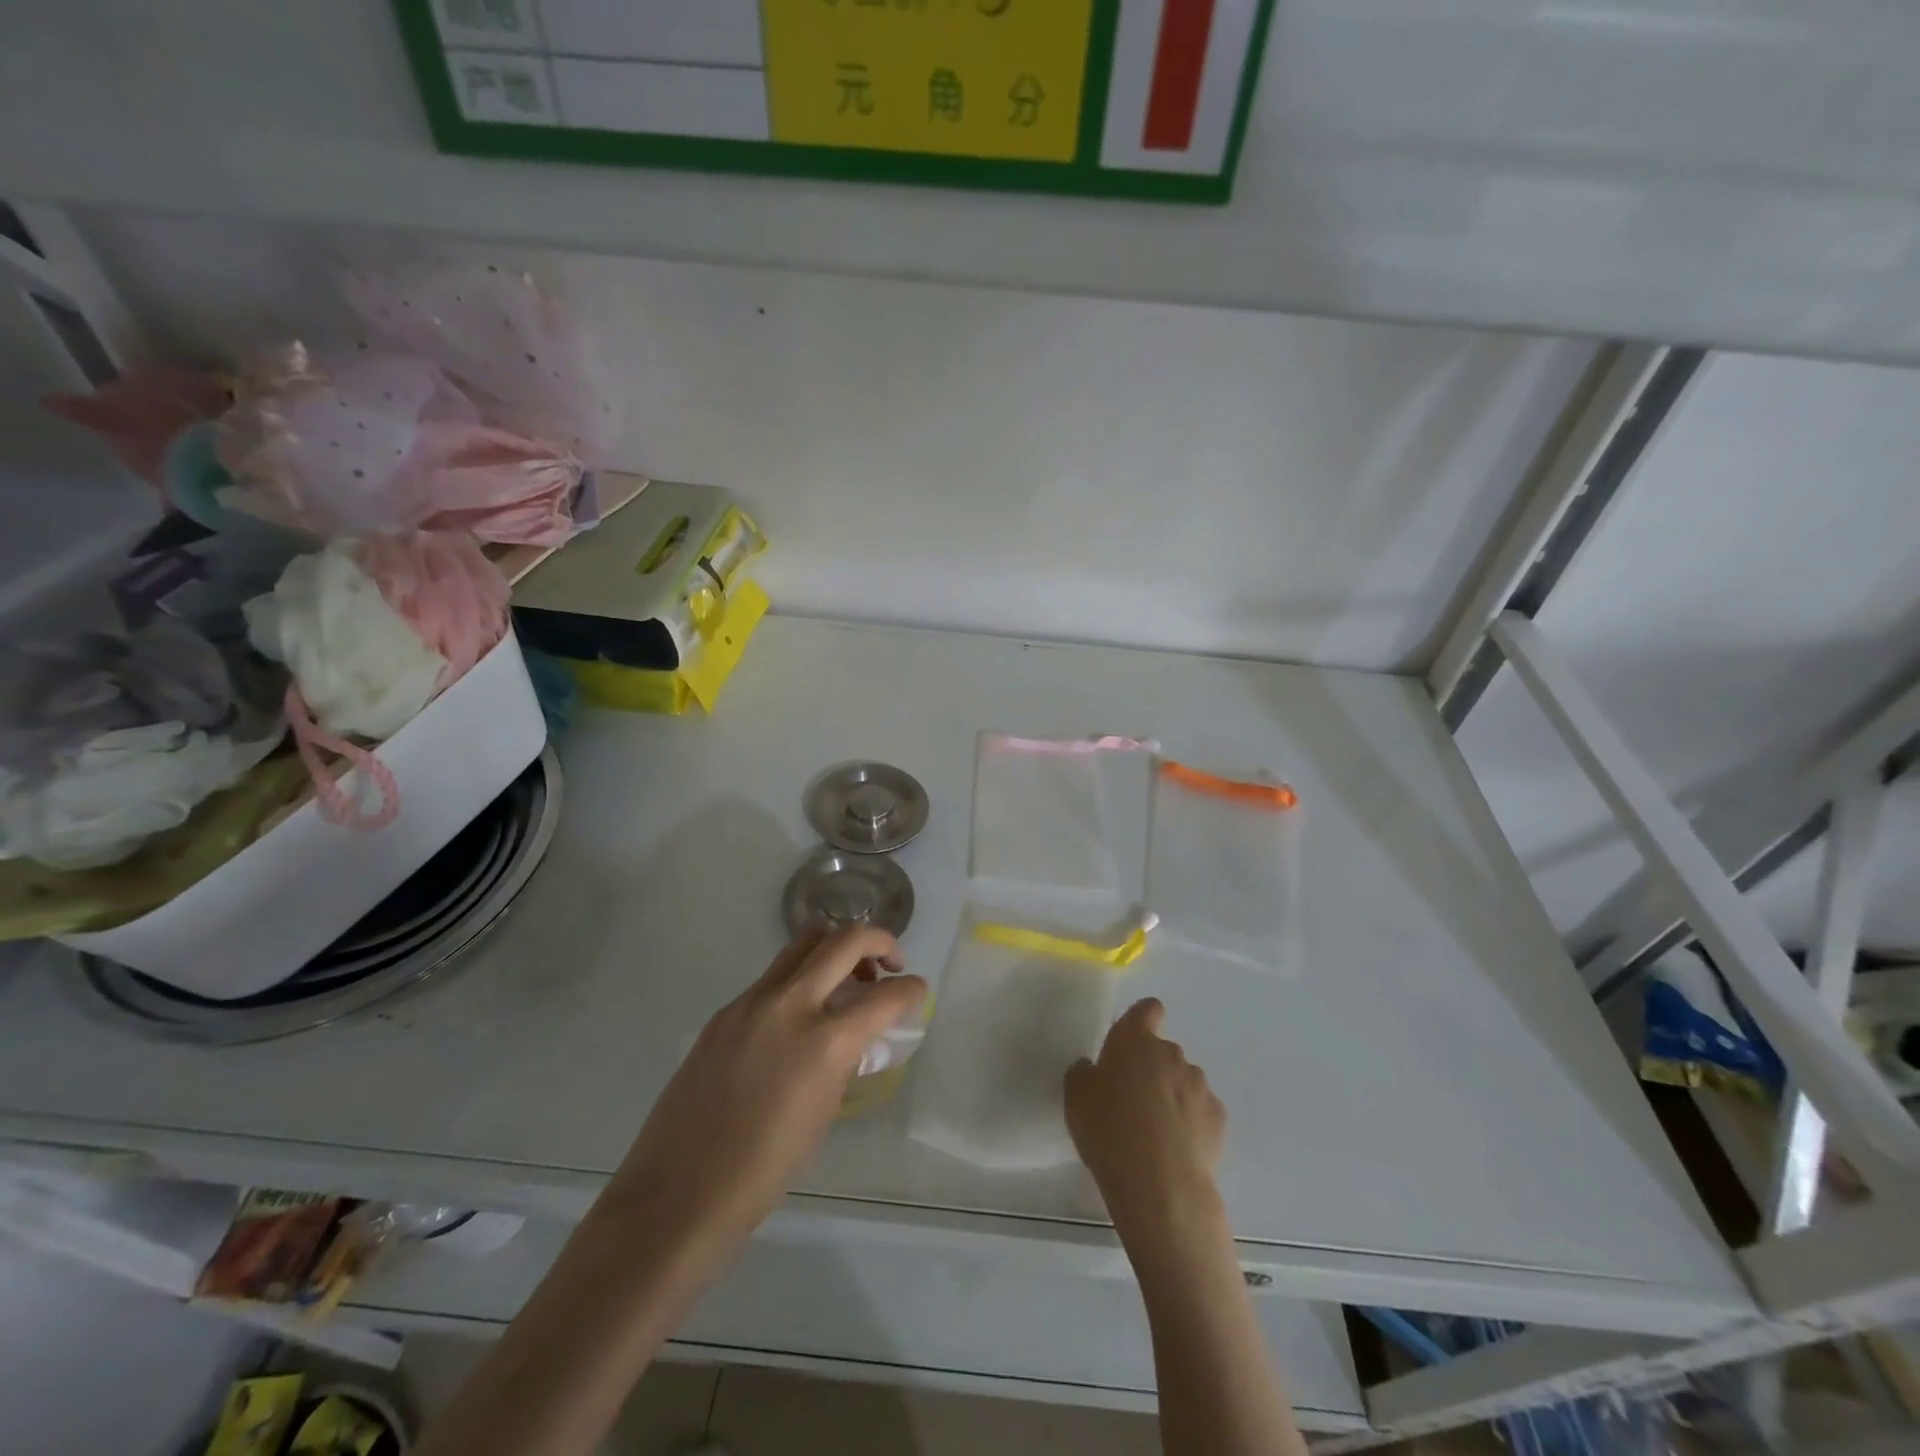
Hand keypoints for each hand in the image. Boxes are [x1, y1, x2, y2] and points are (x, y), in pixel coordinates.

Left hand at [605, 925, 927, 1276]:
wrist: (678, 1193)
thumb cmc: (763, 1170)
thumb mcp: (824, 1111)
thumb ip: (843, 1058)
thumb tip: (854, 1035)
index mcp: (824, 1042)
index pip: (885, 996)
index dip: (911, 990)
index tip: (918, 991)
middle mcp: (791, 1005)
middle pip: (845, 941)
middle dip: (880, 942)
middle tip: (890, 963)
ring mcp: (752, 1002)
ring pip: (804, 943)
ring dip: (836, 948)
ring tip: (847, 977)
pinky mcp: (725, 1011)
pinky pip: (773, 975)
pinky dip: (800, 977)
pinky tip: (800, 1013)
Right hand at [1065, 998, 1226, 1256]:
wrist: (1159, 1183)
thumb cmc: (1108, 1129)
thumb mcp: (1076, 1096)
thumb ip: (1085, 1072)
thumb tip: (1095, 1069)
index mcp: (1134, 1040)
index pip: (1147, 1009)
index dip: (1143, 1018)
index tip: (1133, 1039)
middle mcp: (1170, 1053)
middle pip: (1163, 1051)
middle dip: (1151, 1069)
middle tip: (1132, 1101)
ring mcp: (1199, 1084)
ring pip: (1184, 1081)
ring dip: (1172, 1095)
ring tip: (1156, 1132)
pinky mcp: (1218, 1118)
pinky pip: (1201, 1111)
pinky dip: (1191, 1122)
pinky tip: (1177, 1148)